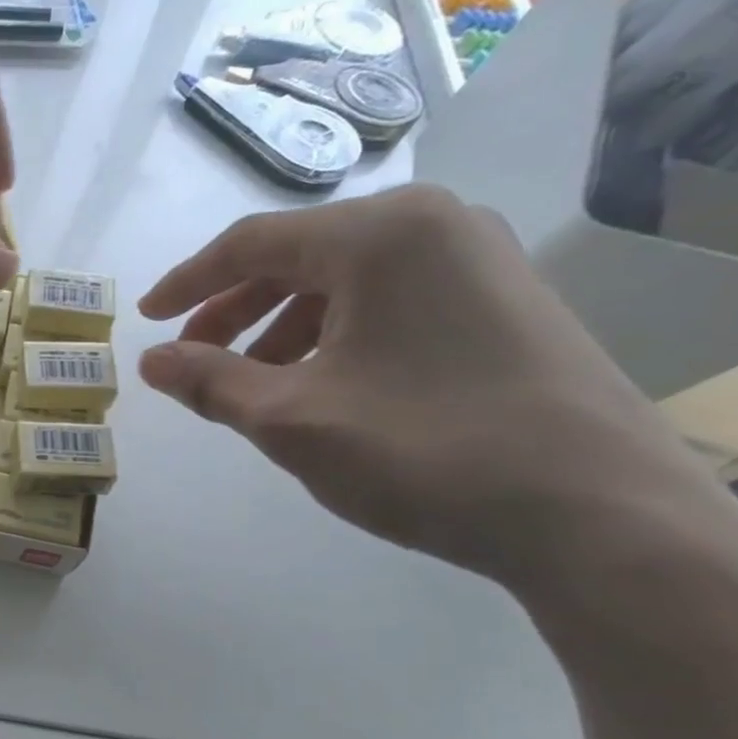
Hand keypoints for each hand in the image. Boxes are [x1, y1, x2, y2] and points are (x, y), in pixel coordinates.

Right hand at [136, 186, 719, 585]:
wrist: (593, 511)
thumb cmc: (422, 450)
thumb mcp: (290, 418)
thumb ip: (209, 382)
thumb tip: (150, 362)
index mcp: (380, 235)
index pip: (252, 243)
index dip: (187, 284)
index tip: (145, 321)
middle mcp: (433, 227)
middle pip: (298, 258)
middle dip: (232, 311)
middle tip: (191, 362)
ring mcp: (476, 262)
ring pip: (342, 284)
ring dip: (278, 329)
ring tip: (249, 386)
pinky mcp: (500, 303)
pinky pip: (385, 303)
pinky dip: (331, 337)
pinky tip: (316, 386)